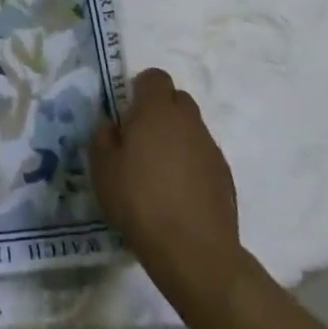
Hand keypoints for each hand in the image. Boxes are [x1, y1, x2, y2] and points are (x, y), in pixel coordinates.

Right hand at [92, 69, 249, 306]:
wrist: (193, 251)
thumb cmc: (139, 200)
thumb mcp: (102, 167)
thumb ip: (103, 136)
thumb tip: (114, 127)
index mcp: (157, 110)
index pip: (154, 77)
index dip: (140, 89)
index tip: (127, 112)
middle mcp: (188, 121)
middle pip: (176, 99)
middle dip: (159, 111)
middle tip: (140, 139)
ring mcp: (211, 148)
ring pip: (191, 128)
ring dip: (175, 138)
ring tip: (158, 171)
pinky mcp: (225, 176)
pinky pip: (203, 156)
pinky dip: (190, 164)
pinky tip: (177, 193)